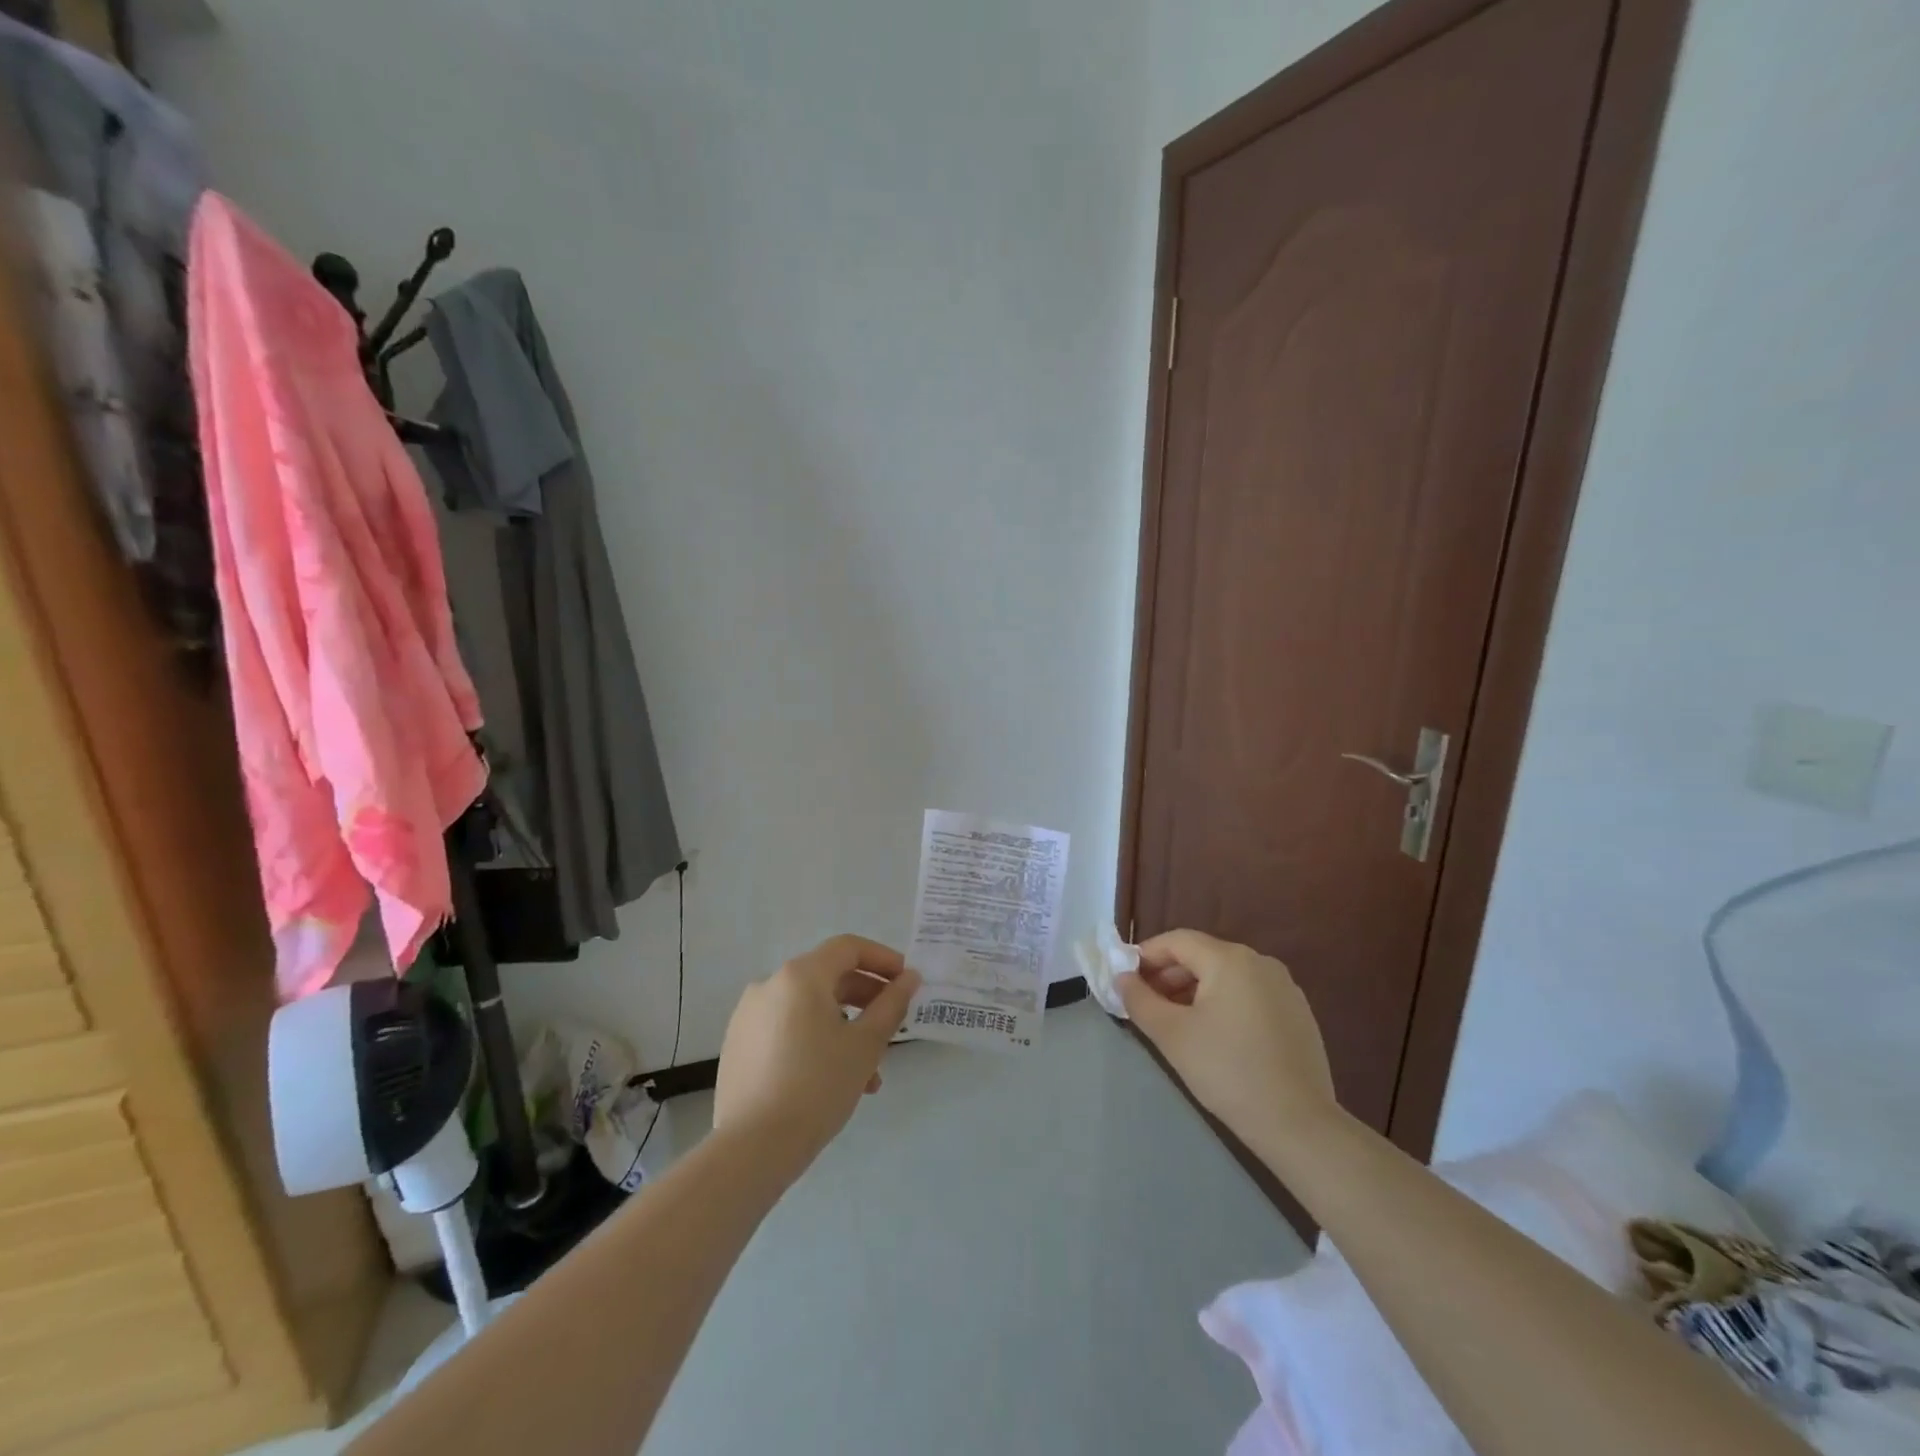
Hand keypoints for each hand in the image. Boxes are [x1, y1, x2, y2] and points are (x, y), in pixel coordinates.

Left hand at [714, 935, 919, 1178]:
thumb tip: (909, 978)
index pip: (848, 948)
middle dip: (866, 999)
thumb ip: (891, 1005)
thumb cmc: (817, 1087)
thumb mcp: (865, 1045)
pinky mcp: (739, 1044)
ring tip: (869, 1072)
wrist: (752, 1148)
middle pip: (828, 976)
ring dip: (844, 1028)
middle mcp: (769, 984)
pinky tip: (833, 1078)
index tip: (907, 982)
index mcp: (800, 975)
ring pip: (809, 1008)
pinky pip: (787, 1028)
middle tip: (893, 1025)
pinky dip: (815, 1040)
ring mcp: (749, 1015)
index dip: (883, 959)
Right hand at [1117, 929, 1337, 1163]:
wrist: (1299, 1125)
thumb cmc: (1227, 1071)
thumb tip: (1121, 978)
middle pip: (1202, 956)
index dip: (1145, 956)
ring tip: (1174, 1022)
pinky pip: (1249, 995)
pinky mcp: (1298, 1014)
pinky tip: (1213, 1036)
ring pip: (1226, 976)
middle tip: (1145, 1004)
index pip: (1177, 941)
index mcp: (1230, 959)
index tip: (1125, 980)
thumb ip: (1139, 1000)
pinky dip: (1223, 1004)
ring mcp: (1284, 988)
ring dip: (1194, 991)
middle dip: (1168, 975)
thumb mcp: (1171, 1035)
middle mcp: (1260, 962)